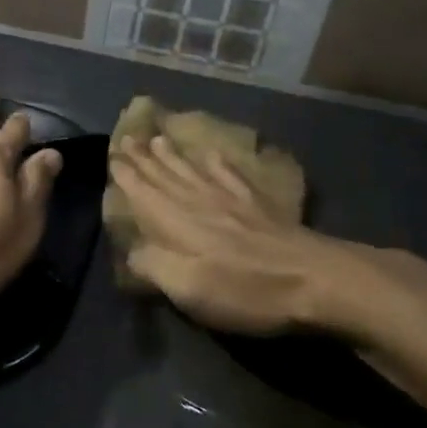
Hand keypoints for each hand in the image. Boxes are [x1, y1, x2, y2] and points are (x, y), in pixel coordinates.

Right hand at [109, 135, 359, 334]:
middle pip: (165, 175)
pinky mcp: (257, 204)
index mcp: (177, 223)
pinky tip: (211, 153)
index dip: (126, 174)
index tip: (112, 154)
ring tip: (159, 138)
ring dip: (173, 155)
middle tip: (127, 137)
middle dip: (143, 158)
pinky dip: (216, 161)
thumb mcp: (189, 289)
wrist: (314, 278)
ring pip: (192, 170)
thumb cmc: (245, 289)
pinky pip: (229, 173)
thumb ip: (154, 266)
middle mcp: (198, 202)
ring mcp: (231, 199)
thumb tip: (132, 252)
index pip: (143, 192)